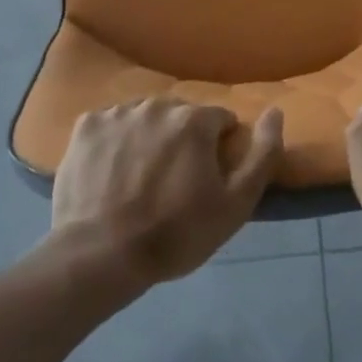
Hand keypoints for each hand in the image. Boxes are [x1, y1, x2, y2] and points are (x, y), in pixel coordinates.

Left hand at [48, 98, 282, 290]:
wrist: (100, 256)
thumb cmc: (175, 234)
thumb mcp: (235, 205)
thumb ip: (263, 154)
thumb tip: (276, 111)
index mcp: (194, 119)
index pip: (220, 121)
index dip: (218, 150)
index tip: (206, 181)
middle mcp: (157, 105)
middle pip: (181, 116)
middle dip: (183, 141)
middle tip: (173, 183)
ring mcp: (117, 113)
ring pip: (145, 118)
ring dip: (149, 138)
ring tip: (139, 179)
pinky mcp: (86, 127)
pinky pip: (111, 125)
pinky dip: (115, 142)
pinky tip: (110, 173)